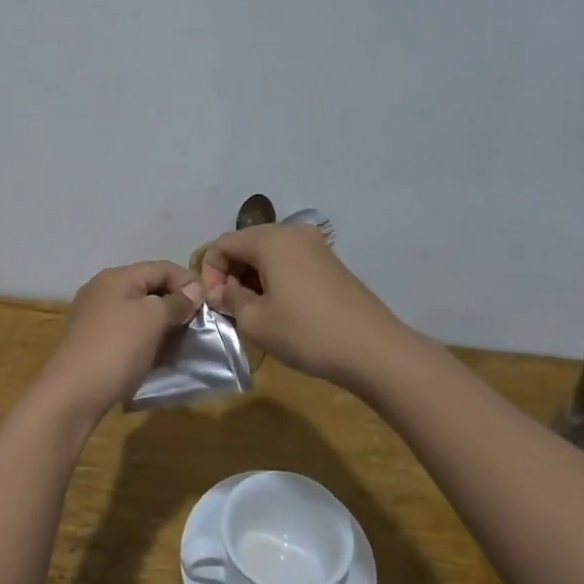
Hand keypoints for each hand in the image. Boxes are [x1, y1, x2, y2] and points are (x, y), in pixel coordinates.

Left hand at [33, 261, 203, 422]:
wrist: (71, 395)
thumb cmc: (116, 349)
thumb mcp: (152, 320)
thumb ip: (176, 301)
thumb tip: (194, 289)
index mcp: (117, 277)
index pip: (162, 267)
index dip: (189, 282)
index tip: (210, 305)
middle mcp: (103, 290)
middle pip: (150, 288)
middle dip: (176, 305)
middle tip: (198, 327)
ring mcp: (95, 316)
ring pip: (139, 312)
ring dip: (163, 325)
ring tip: (181, 344)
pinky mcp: (92, 341)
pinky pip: (128, 332)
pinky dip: (146, 340)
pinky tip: (158, 357)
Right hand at [196, 225, 411, 387]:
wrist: (373, 350)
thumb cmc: (306, 332)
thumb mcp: (255, 321)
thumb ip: (229, 299)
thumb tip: (219, 291)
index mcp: (271, 239)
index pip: (224, 243)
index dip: (210, 272)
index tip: (215, 304)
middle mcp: (293, 233)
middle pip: (247, 244)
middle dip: (232, 273)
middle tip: (231, 308)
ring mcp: (317, 247)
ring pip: (269, 254)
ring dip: (253, 278)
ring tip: (255, 312)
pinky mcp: (331, 264)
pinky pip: (291, 263)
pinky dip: (276, 279)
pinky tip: (281, 309)